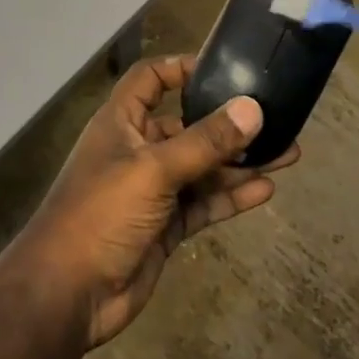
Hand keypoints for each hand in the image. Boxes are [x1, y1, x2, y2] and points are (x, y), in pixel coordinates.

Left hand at [7, 54, 297, 348]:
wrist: (69, 291)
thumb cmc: (102, 212)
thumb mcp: (154, 170)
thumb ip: (205, 142)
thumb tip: (252, 109)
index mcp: (121, 123)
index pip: (150, 80)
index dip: (180, 69)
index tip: (224, 68)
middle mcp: (137, 150)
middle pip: (186, 126)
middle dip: (227, 124)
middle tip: (277, 119)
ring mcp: (152, 191)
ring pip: (201, 168)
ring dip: (238, 162)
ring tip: (289, 153)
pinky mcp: (164, 227)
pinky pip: (202, 204)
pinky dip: (230, 197)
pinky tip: (266, 189)